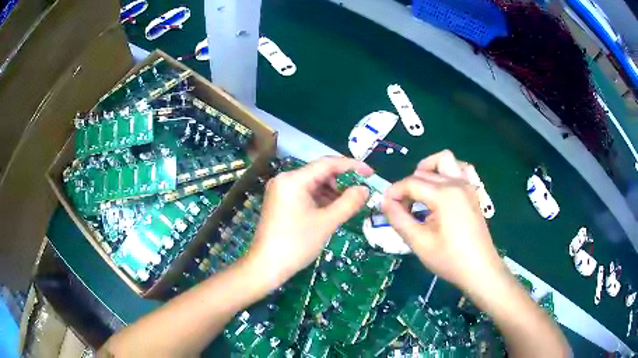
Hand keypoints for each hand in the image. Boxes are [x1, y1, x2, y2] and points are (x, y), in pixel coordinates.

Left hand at [247, 157, 372, 287]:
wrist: (266, 266)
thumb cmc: (296, 244)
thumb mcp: (326, 222)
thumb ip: (349, 202)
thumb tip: (365, 189)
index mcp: (293, 180)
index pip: (327, 164)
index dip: (352, 166)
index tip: (371, 173)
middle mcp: (285, 179)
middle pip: (319, 173)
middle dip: (341, 182)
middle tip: (360, 194)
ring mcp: (280, 191)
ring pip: (313, 184)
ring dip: (332, 193)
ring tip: (348, 206)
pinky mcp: (280, 202)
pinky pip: (305, 194)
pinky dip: (320, 200)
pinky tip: (332, 210)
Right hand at [381, 150, 503, 293]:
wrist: (480, 270)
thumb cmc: (449, 259)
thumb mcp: (419, 242)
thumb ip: (399, 219)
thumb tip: (384, 202)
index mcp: (444, 194)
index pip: (411, 183)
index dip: (394, 192)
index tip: (384, 206)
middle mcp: (456, 183)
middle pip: (424, 173)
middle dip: (407, 186)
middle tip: (401, 209)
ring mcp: (467, 185)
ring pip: (444, 160)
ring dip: (428, 169)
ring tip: (420, 191)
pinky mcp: (473, 192)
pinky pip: (460, 169)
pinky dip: (447, 171)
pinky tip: (441, 188)